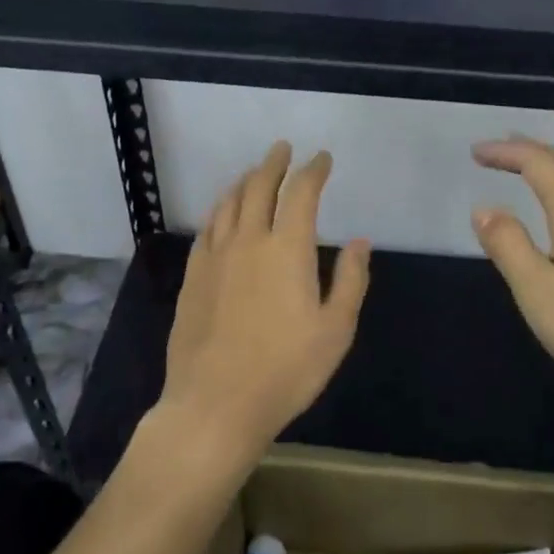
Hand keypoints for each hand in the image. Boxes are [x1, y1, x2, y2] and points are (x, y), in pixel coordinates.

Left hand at [154, 141, 371, 479]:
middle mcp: (248, 240)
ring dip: (245, 180)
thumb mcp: (336, 330)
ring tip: (255, 172)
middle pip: (259, 186)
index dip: (313, 170)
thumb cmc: (286, 370)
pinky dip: (220, 209)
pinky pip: (207, 228)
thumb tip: (360, 241)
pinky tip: (223, 213)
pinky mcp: (193, 275)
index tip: (322, 159)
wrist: (215, 404)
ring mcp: (215, 256)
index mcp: (287, 248)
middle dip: (275, 163)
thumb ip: (351, 280)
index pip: (301, 192)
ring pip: (229, 202)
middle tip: (284, 149)